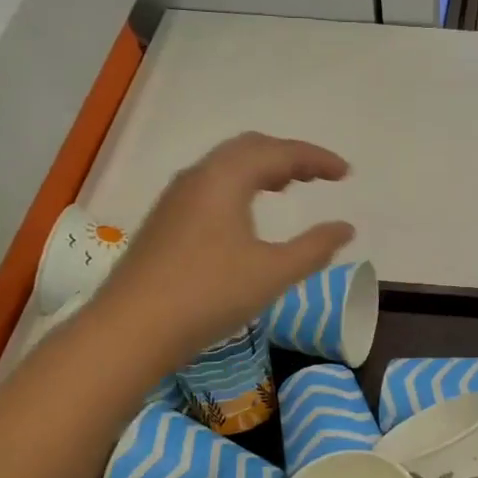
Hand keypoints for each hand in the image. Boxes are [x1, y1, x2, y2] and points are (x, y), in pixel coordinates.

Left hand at [96, 132, 353, 362]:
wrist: (131, 328)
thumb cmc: (209, 295)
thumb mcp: (273, 273)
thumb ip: (315, 248)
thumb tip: (346, 228)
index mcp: (225, 178)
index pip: (279, 152)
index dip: (317, 159)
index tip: (346, 173)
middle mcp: (198, 177)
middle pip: (249, 148)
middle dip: (288, 156)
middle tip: (319, 176)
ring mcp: (175, 198)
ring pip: (226, 167)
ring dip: (261, 169)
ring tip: (287, 187)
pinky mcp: (164, 221)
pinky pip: (210, 186)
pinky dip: (239, 186)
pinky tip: (245, 215)